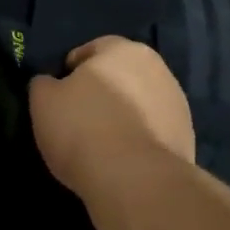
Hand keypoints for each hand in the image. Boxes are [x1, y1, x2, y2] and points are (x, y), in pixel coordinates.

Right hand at [30, 36, 194, 192]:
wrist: (136, 180)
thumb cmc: (82, 128)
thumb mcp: (43, 101)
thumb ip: (44, 84)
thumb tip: (50, 84)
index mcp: (122, 49)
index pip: (92, 49)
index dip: (71, 70)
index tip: (60, 95)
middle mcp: (157, 68)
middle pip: (121, 74)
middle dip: (103, 90)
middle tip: (79, 117)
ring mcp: (177, 103)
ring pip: (140, 101)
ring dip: (124, 113)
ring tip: (102, 142)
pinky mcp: (187, 137)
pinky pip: (153, 130)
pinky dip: (139, 137)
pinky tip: (123, 158)